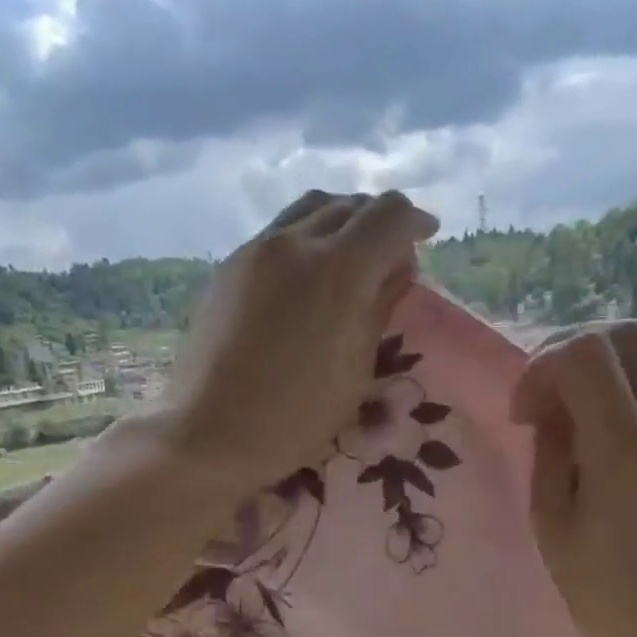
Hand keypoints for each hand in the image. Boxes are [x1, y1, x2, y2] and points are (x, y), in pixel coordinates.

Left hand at [165, 190, 438, 492]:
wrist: (210, 431)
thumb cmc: (296, 415)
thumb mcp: (355, 369)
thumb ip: (379, 308)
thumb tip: (396, 269)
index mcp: (339, 269)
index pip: (389, 215)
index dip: (415, 221)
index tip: (426, 237)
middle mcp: (296, 243)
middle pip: (349, 205)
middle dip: (379, 220)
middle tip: (391, 251)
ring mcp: (256, 250)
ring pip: (309, 210)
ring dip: (341, 221)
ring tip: (352, 254)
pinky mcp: (229, 266)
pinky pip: (279, 233)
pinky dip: (307, 238)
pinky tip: (309, 273)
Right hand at [510, 322, 636, 636]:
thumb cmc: (607, 594)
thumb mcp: (553, 525)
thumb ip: (550, 452)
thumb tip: (552, 412)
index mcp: (626, 447)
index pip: (584, 353)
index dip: (541, 367)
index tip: (526, 414)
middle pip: (626, 335)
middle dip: (573, 350)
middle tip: (547, 396)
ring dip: (602, 378)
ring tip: (574, 427)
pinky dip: (626, 403)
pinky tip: (607, 450)